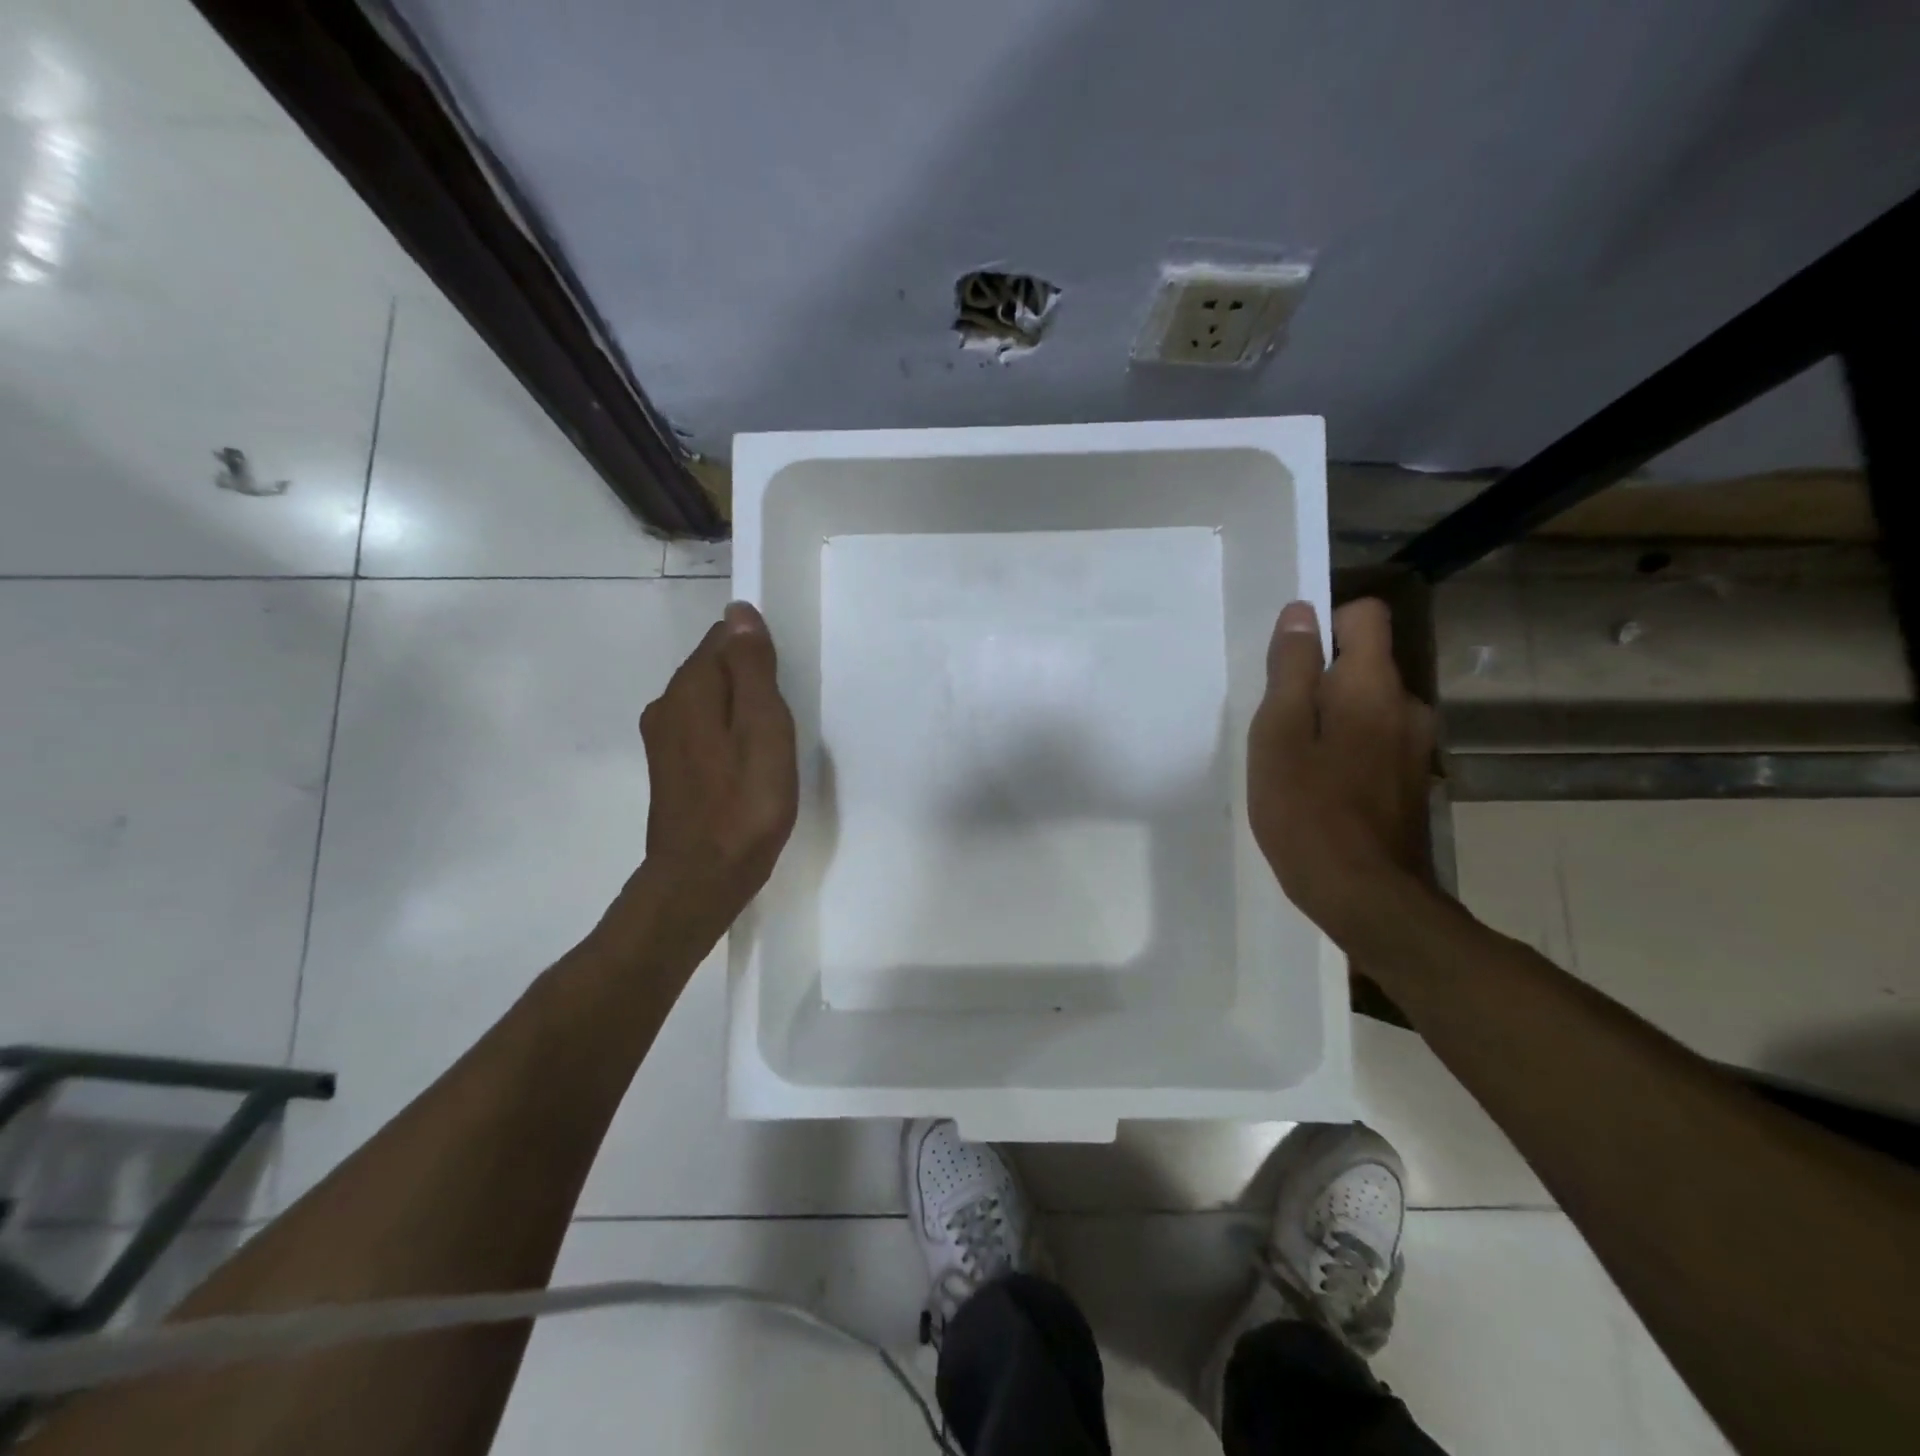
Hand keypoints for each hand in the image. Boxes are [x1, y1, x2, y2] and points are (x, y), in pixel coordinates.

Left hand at [631, 601, 797, 931]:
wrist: (702, 877)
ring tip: (770, 744)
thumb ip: (752, 669)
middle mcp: (666, 705)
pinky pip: (702, 729)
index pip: (723, 638)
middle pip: (713, 668)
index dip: (758, 653)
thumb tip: (739, 613)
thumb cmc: (745, 803)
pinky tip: (746, 764)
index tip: (785, 685)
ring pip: (708, 700)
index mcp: (689, 689)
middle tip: (783, 720)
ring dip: (739, 709)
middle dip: (749, 681)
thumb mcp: (763, 729)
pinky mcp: (668, 767)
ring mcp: (662, 739)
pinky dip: (727, 733)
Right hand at [1247, 598, 1434, 938]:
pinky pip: (1377, 741)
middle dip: (1321, 681)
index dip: (1325, 625)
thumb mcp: (1278, 734)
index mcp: (1373, 685)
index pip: (1365, 615)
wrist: (1367, 897)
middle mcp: (1407, 706)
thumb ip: (1290, 670)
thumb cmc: (1307, 810)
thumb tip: (1301, 614)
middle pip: (1364, 664)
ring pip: (1369, 707)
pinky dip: (1350, 750)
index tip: (1289, 664)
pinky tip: (1323, 790)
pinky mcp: (1414, 782)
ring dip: (1333, 719)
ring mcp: (1416, 747)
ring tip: (1296, 763)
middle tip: (1279, 727)